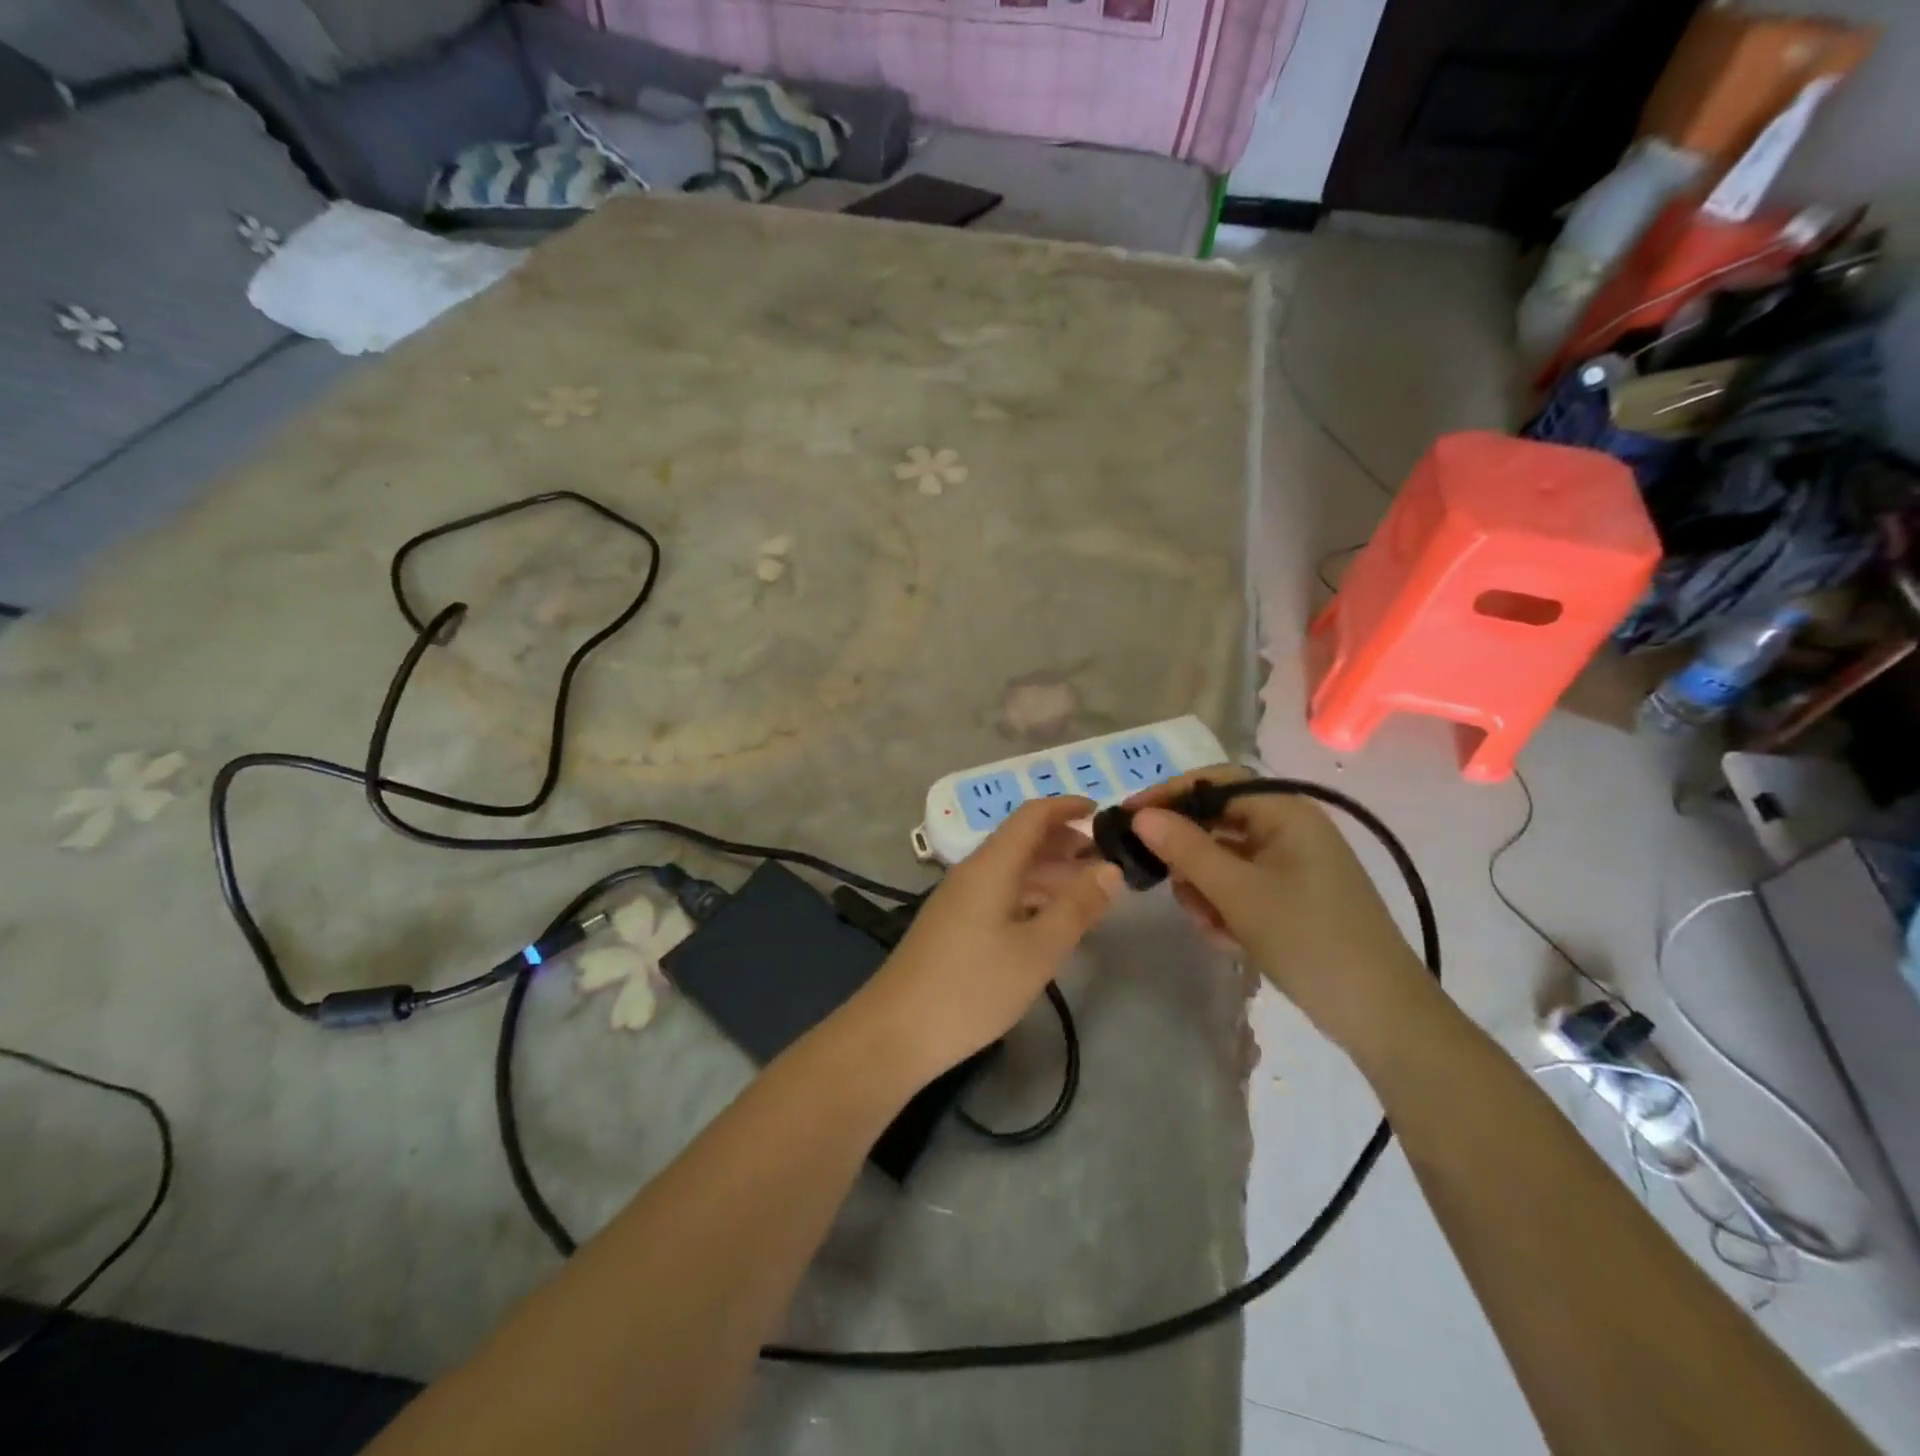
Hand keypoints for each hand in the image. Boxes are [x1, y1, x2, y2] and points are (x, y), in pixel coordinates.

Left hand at [859, 797, 1122, 1079]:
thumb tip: (1110, 869)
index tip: (1103, 813)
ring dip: (1051, 873)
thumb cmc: (973, 987)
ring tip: (1089, 893)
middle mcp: (973, 871)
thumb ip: (1076, 907)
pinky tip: (1051, 922)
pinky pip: (1000, 893)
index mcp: (991, 865)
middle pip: (1022, 840)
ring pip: (1012, 869)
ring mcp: (960, 898)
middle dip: (1065, 843)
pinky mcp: (954, 924)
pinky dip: (1031, 896)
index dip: (1067, 807)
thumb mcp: (1037, 950)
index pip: (1032, 816)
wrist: (897, 1031)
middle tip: (1106, 862)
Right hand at [1126, 767, 1436, 1055]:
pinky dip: (1226, 906)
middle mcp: (1290, 828)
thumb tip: (1141, 816)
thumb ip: (1185, 848)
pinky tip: (1229, 938)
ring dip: (1206, 889)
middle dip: (1189, 857)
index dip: (1168, 794)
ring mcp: (1292, 863)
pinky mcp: (1292, 894)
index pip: (1214, 782)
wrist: (1380, 1013)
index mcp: (1286, 811)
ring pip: (1223, 859)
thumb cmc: (1308, 939)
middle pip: (1216, 822)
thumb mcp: (1237, 892)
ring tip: (1212, 926)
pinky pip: (1241, 885)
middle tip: (1169, 886)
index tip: (1128, 818)